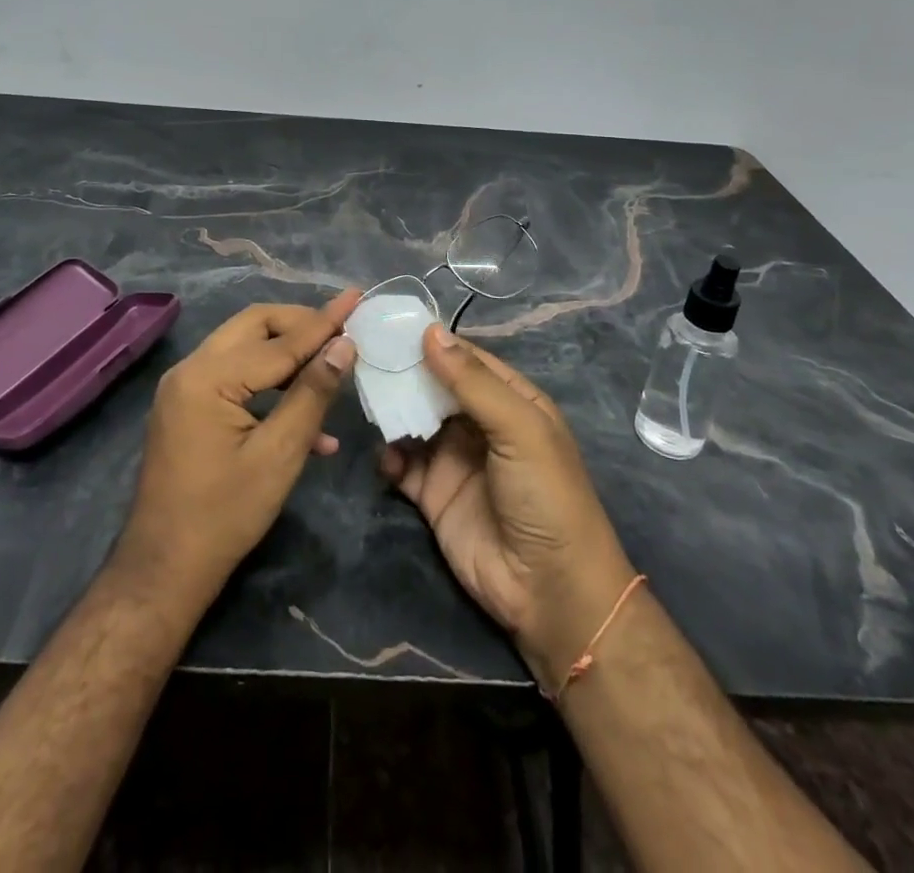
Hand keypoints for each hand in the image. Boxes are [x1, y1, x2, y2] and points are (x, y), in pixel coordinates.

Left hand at [116, 290, 360, 604]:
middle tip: (343, 330)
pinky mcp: (188, 406)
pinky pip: (235, 378)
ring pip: (246, 348)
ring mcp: (185, 387)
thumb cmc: (225, 515)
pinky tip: (310, 422)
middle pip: (255, 326)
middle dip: (302, 325)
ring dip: (289, 355)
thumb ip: (312, 393)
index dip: (323, 323)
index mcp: (208, 377)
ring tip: (332, 366)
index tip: (356, 297)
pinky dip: (270, 386)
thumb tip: (344, 346)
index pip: (279, 341)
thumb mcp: (280, 455)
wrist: (165, 568)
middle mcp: (190, 369)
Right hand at [380, 325, 636, 690]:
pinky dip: (388, 455)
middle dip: (404, 371)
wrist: (550, 592)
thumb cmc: (546, 496)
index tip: (390, 322)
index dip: (432, 341)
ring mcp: (454, 458)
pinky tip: (384, 454)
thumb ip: (472, 382)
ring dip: (392, 409)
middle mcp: (479, 423)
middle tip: (364, 354)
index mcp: (510, 400)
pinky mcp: (433, 494)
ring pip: (414, 420)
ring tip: (366, 397)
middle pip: (434, 386)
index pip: (466, 358)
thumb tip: (430, 331)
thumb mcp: (519, 429)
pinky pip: (402, 464)